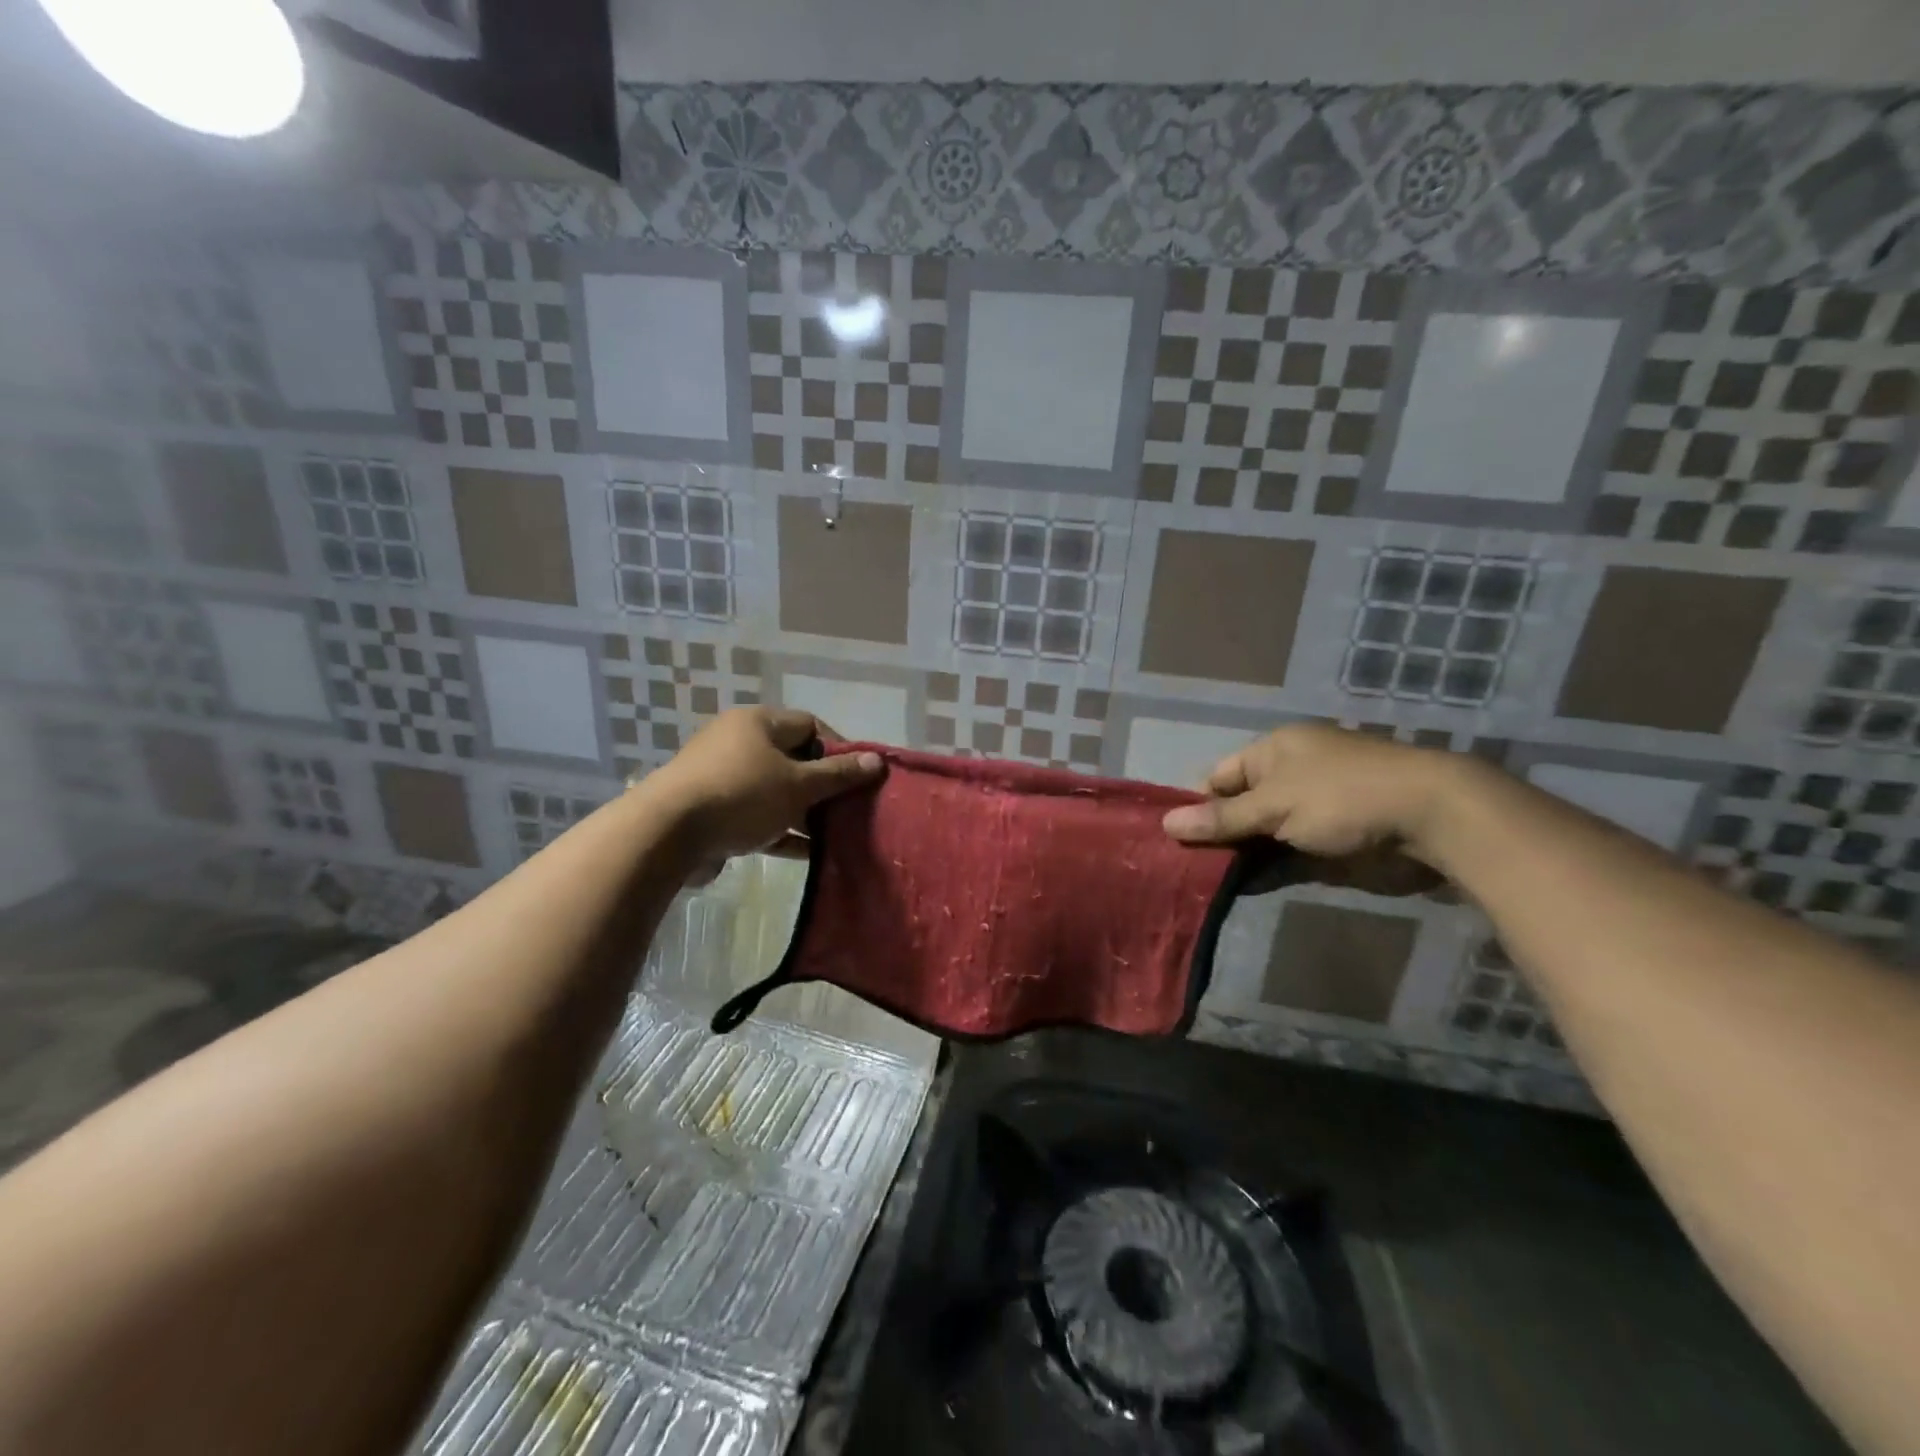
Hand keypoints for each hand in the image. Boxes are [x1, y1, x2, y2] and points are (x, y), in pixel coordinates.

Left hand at [643, 707, 882, 871]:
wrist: (666, 834)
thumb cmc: (741, 795)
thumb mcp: (798, 785)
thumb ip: (839, 775)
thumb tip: (877, 761)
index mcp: (758, 723)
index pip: (810, 725)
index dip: (838, 749)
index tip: (857, 778)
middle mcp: (739, 742)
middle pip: (793, 759)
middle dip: (822, 786)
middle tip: (848, 809)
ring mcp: (722, 777)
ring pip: (775, 790)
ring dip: (803, 812)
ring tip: (833, 834)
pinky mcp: (712, 810)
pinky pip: (756, 815)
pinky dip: (780, 830)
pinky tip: (806, 853)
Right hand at [1161, 724, 1456, 895]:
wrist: (1432, 820)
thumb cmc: (1342, 796)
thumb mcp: (1274, 804)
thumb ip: (1222, 818)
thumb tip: (1166, 823)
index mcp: (1275, 751)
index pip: (1220, 776)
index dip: (1196, 804)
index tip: (1174, 838)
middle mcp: (1291, 777)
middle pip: (1239, 808)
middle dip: (1215, 836)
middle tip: (1180, 867)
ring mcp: (1313, 812)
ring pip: (1261, 836)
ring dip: (1238, 858)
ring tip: (1199, 885)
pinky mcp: (1331, 845)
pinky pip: (1287, 858)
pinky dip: (1265, 873)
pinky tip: (1238, 891)